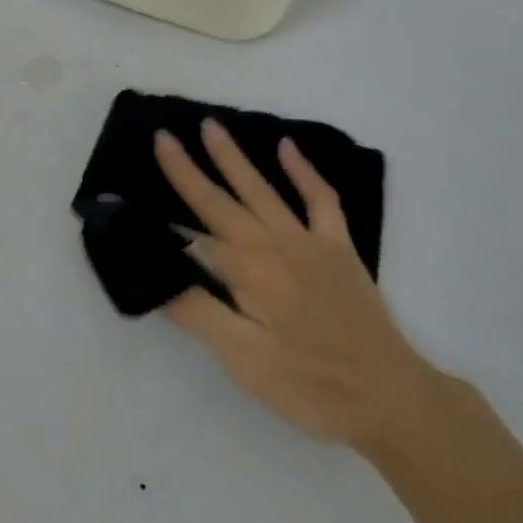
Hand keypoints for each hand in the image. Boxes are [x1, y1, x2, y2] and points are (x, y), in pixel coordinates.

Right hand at [155, 120, 436, 458]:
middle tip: (164, 135)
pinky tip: (287, 147)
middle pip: (222, 201)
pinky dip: (304, 171)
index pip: (193, 233)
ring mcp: (309, 240)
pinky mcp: (339, 246)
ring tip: (211, 127)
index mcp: (248, 272)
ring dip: (234, 158)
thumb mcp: (245, 362)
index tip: (132, 188)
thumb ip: (200, 313)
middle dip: (188, 169)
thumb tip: (160, 274)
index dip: (163, 215)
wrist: (390, 396)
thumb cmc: (310, 386)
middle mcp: (274, 244)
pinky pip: (321, 199)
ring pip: (263, 189)